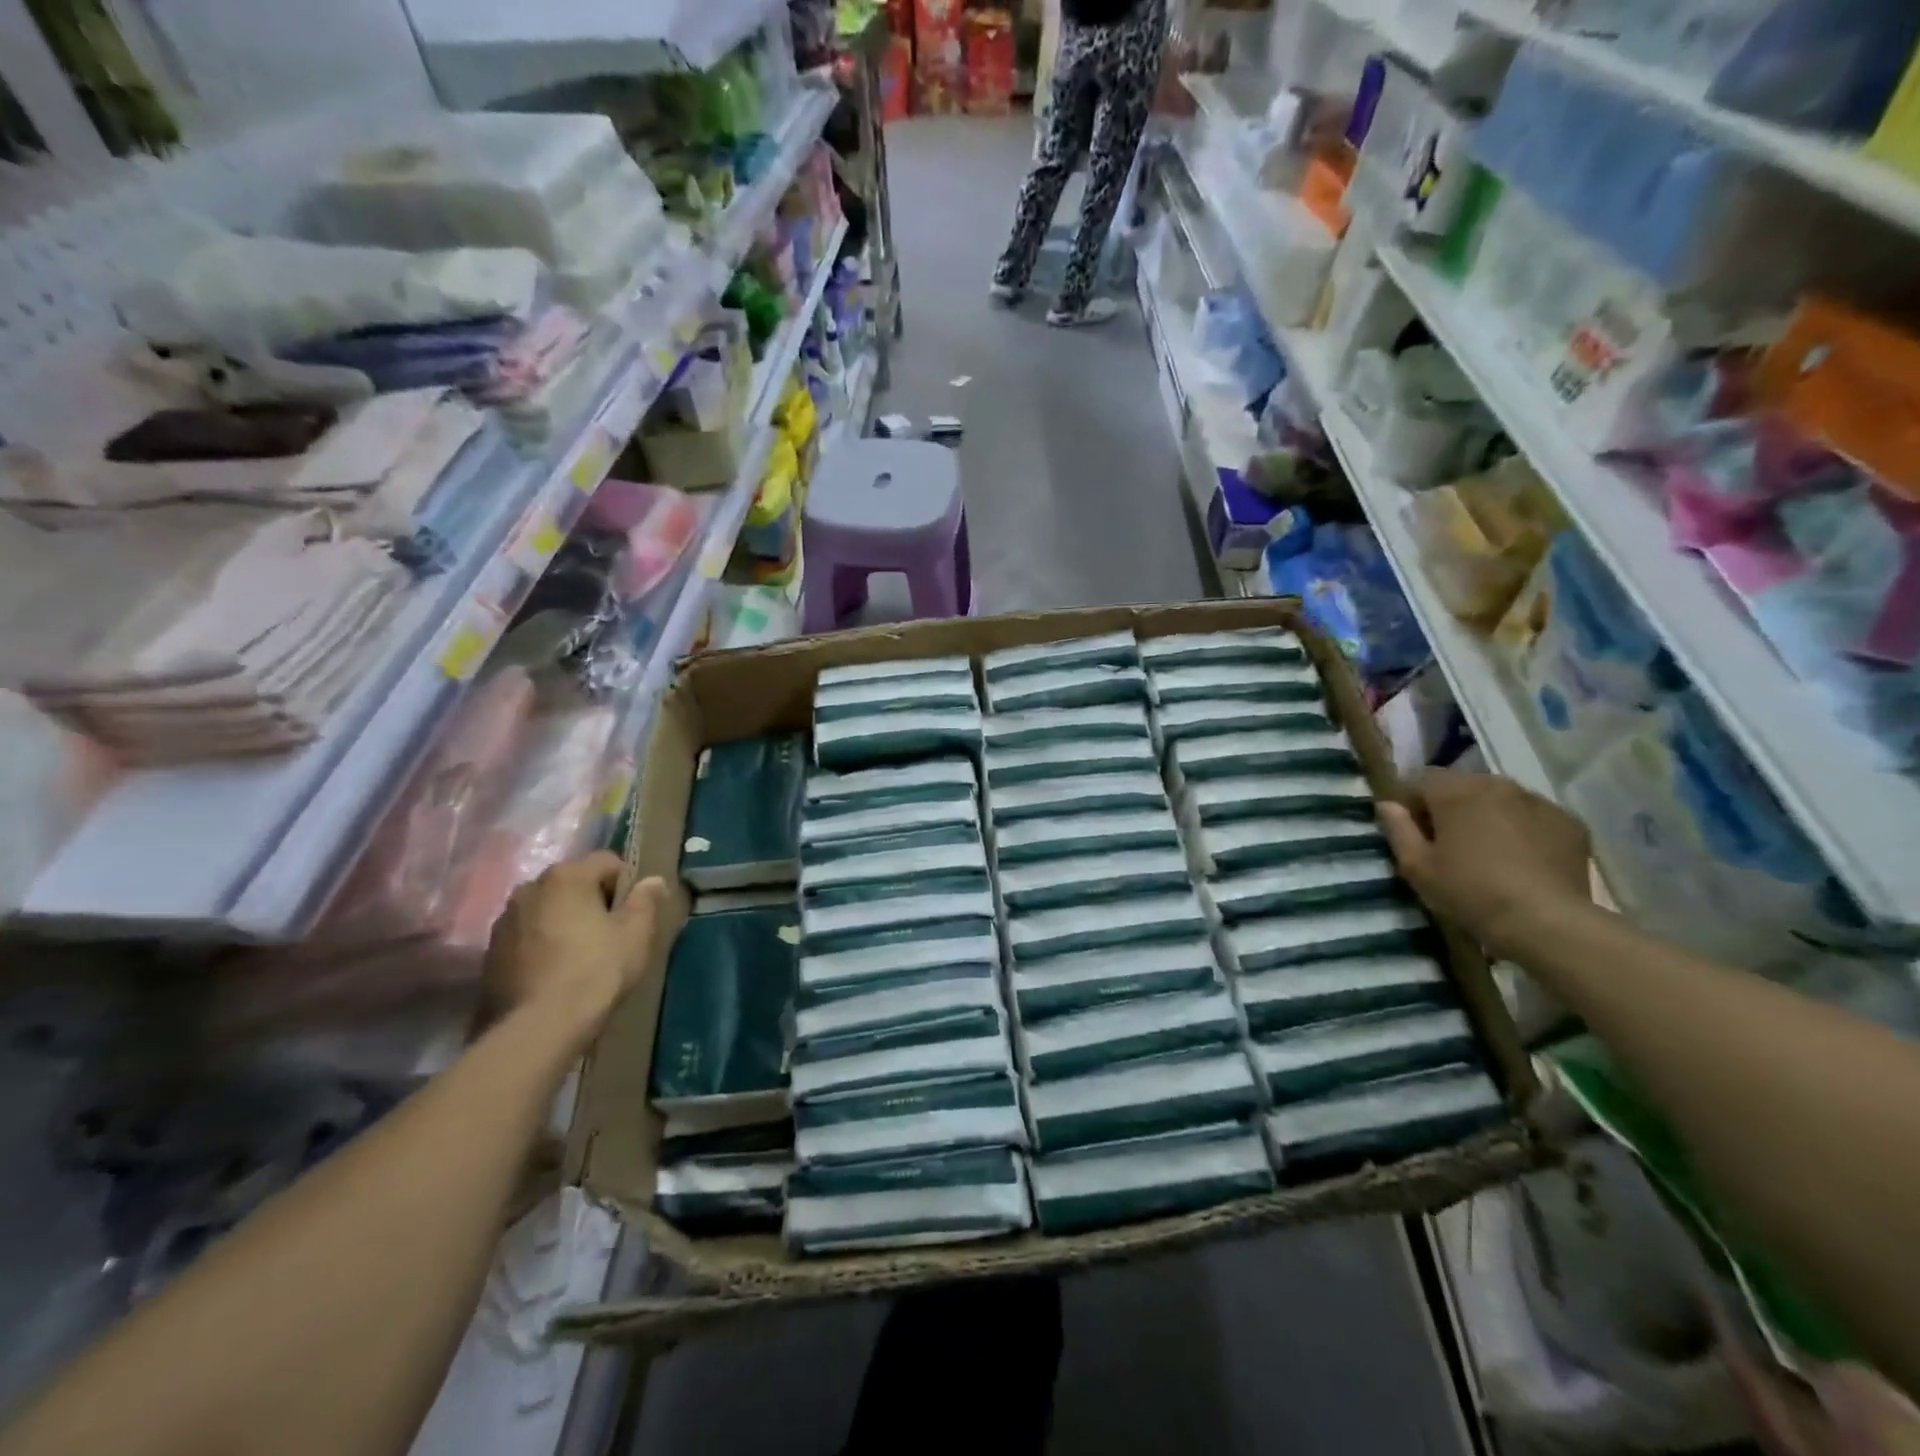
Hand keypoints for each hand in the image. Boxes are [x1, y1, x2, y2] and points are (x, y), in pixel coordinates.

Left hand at [483, 852, 667, 1046]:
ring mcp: (505, 919)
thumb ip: (645, 900)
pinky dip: (542, 942)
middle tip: (609, 934)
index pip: (608, 862)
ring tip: (579, 954)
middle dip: (592, 900)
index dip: (626, 885)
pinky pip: (527, 934)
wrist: (539, 1026)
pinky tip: (554, 970)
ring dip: (564, 920)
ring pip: (547, 908)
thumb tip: (653, 881)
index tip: (632, 915)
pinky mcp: (490, 951)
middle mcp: (530, 887)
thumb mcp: (636, 934)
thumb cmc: (597, 970)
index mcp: (567, 876)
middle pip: (573, 882)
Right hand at [1377, 769, 1591, 959]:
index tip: (1415, 835)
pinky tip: (1522, 860)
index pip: (1421, 780)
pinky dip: (1523, 830)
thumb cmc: (1470, 891)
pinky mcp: (1569, 823)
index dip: (1412, 805)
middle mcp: (1497, 784)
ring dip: (1488, 816)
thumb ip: (1398, 829)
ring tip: (1489, 853)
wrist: (1546, 922)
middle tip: (1450, 845)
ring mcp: (1538, 801)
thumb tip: (1387, 805)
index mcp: (1455, 791)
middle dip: (1452, 808)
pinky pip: (1534, 817)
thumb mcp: (1417, 867)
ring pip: (1500, 799)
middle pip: (1463, 786)